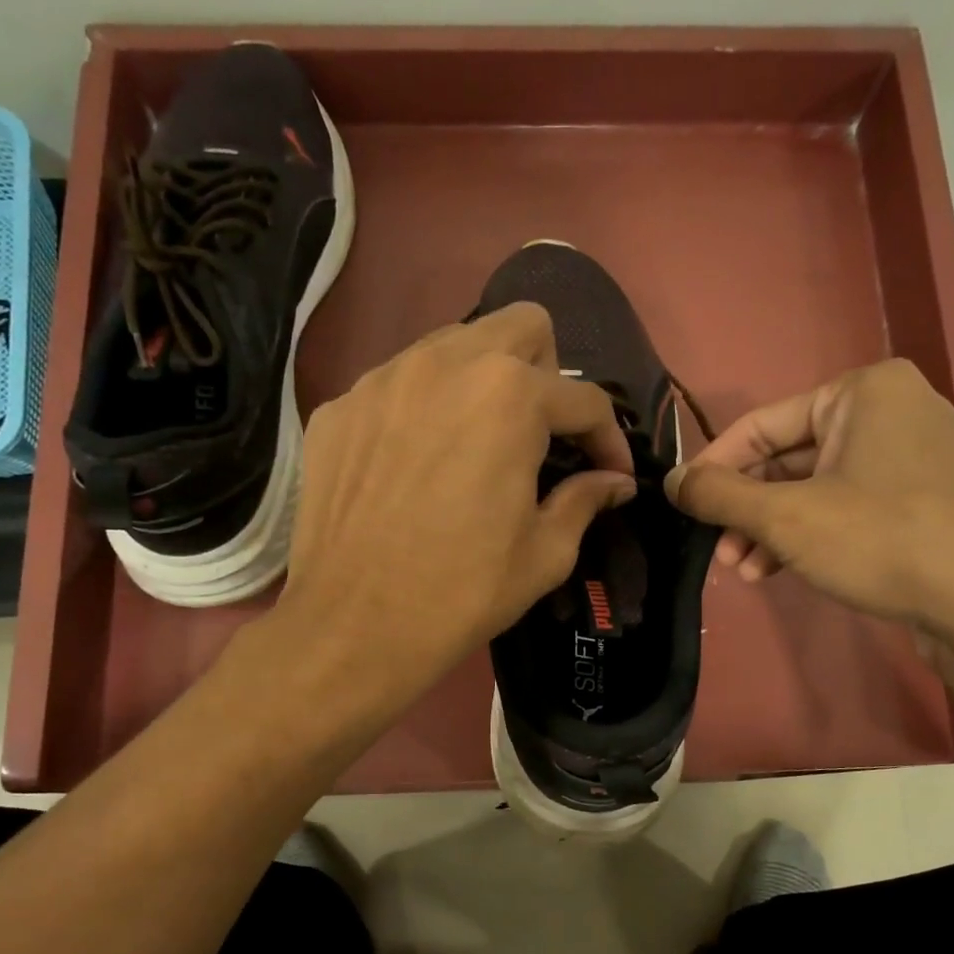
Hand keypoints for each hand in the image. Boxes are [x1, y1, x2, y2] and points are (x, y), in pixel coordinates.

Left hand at [279, 304, 636, 700]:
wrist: (353, 627)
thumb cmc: (462, 594)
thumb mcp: (544, 554)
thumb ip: (585, 500)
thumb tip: (614, 482)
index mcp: (510, 396)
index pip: (583, 398)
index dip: (608, 438)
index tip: (611, 474)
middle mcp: (445, 363)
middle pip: (521, 326)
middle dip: (547, 373)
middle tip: (541, 434)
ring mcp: (382, 380)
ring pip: (453, 344)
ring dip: (482, 381)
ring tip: (477, 442)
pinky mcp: (339, 408)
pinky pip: (397, 385)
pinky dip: (422, 410)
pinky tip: (415, 464)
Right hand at [664, 359, 953, 639]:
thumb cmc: (884, 540)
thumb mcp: (787, 517)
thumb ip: (720, 495)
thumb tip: (671, 480)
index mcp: (862, 392)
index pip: (761, 424)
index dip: (715, 467)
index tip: (683, 505)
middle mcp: (890, 411)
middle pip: (788, 458)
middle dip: (747, 509)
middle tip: (719, 551)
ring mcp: (912, 457)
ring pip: (815, 488)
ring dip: (772, 529)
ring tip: (745, 571)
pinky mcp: (923, 500)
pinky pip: (847, 507)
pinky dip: (810, 535)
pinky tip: (781, 571)